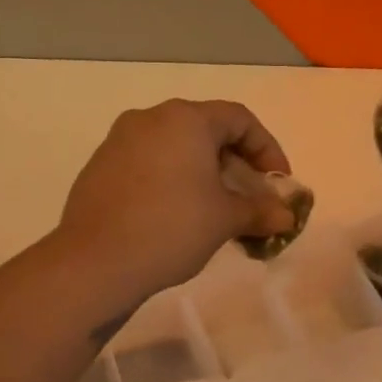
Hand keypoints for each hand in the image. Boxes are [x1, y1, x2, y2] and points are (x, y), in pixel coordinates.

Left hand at [56, 100, 297, 302]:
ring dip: (203, 175)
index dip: (267, 149)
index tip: (278, 183)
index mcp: (185, 119)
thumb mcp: (224, 220)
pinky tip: (176, 217)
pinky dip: (172, 182)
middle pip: (206, 131)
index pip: (239, 119)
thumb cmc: (171, 229)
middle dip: (235, 165)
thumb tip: (286, 216)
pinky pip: (148, 165)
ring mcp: (119, 142)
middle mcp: (150, 119)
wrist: (95, 262)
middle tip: (250, 200)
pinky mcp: (99, 168)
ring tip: (215, 212)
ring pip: (175, 149)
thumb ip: (260, 211)